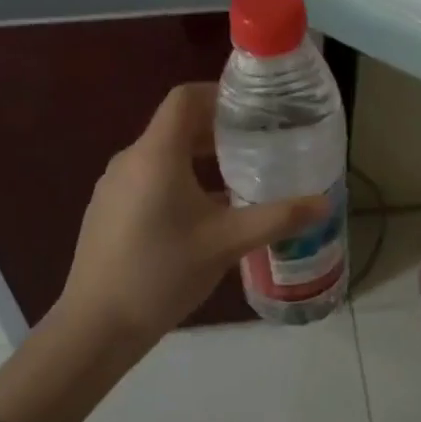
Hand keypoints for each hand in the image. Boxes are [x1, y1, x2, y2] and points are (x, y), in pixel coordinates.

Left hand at [55, 81, 331, 351]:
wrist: (96, 326)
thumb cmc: (162, 273)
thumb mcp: (227, 243)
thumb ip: (277, 218)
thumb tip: (324, 203)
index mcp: (156, 154)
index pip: (185, 98)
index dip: (219, 94)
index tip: (254, 109)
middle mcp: (130, 160)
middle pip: (176, 125)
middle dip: (217, 129)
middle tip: (258, 143)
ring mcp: (114, 186)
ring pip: (163, 154)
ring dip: (199, 157)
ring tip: (238, 176)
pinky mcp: (108, 210)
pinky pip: (149, 178)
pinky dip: (179, 179)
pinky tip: (203, 214)